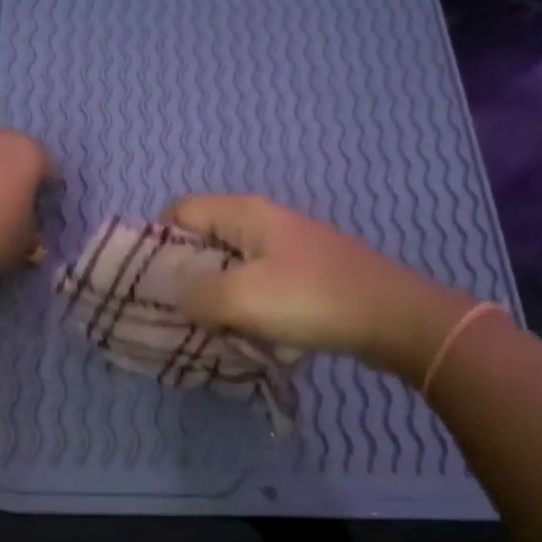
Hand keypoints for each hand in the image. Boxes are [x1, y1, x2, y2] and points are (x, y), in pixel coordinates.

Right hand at [164, 194, 476, 377]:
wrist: (394, 319)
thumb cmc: (312, 299)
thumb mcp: (241, 298)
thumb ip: (195, 295)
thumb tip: (179, 298)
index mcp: (244, 214)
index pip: (180, 210)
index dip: (156, 241)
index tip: (147, 282)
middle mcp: (263, 222)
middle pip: (203, 237)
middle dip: (181, 272)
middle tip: (170, 310)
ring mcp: (286, 247)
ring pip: (229, 263)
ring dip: (211, 293)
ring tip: (201, 326)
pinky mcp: (302, 274)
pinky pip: (255, 282)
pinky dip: (239, 303)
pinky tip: (240, 330)